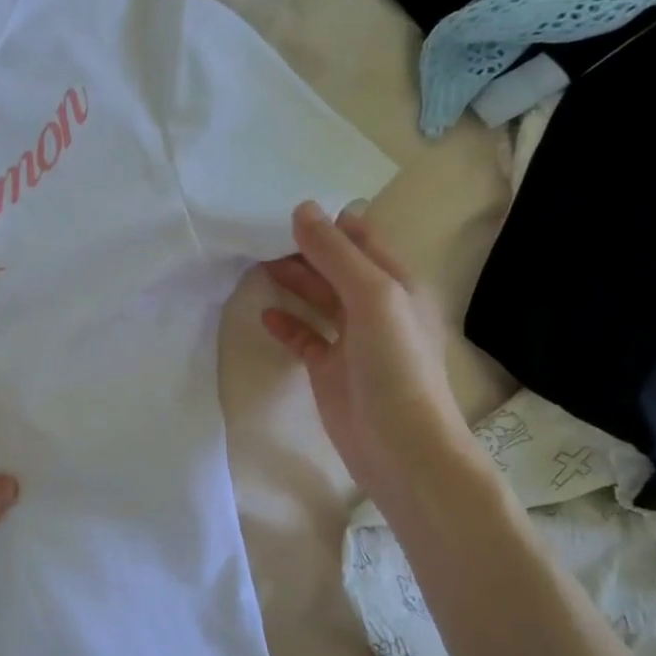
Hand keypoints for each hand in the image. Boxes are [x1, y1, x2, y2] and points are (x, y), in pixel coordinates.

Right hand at [261, 201, 467, 504]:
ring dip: (292, 282)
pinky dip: (287, 324)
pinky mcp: (329, 369)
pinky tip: (265, 314)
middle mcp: (375, 307)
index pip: (360, 240)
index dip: (328, 224)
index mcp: (396, 283)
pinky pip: (305, 337)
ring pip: (318, 299)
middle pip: (335, 267)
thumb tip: (301, 209)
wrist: (400, 447)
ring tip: (255, 264)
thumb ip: (336, 254)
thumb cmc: (395, 365)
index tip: (285, 208)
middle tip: (259, 235)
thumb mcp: (372, 297)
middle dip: (303, 250)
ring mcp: (351, 340)